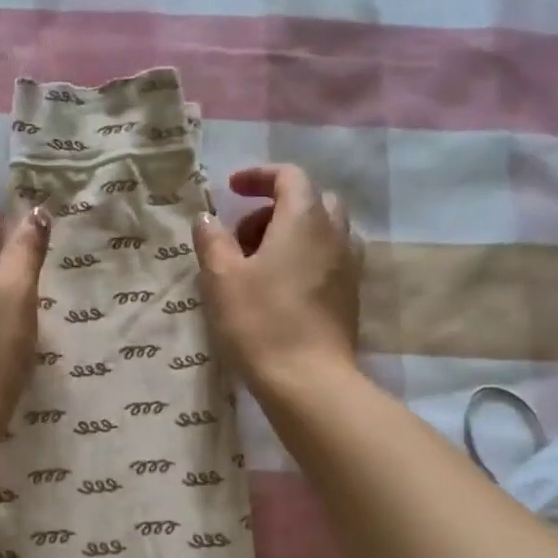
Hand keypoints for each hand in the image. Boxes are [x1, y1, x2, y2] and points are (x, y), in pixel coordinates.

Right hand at [192, 164, 360, 394]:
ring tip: (257, 267)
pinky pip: (327, 259)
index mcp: (304, 219)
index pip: (289, 176)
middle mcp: (335, 233)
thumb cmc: (261, 323)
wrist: (308, 380)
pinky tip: (279, 290)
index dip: (258, 177)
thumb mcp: (221, 279)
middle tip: (241, 238)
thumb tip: (207, 218)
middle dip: (273, 209)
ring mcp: (348, 265)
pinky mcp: (350, 295)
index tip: (231, 190)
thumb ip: (212, 240)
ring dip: (289, 236)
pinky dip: (303, 259)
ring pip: (321, 232)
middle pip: (310, 201)